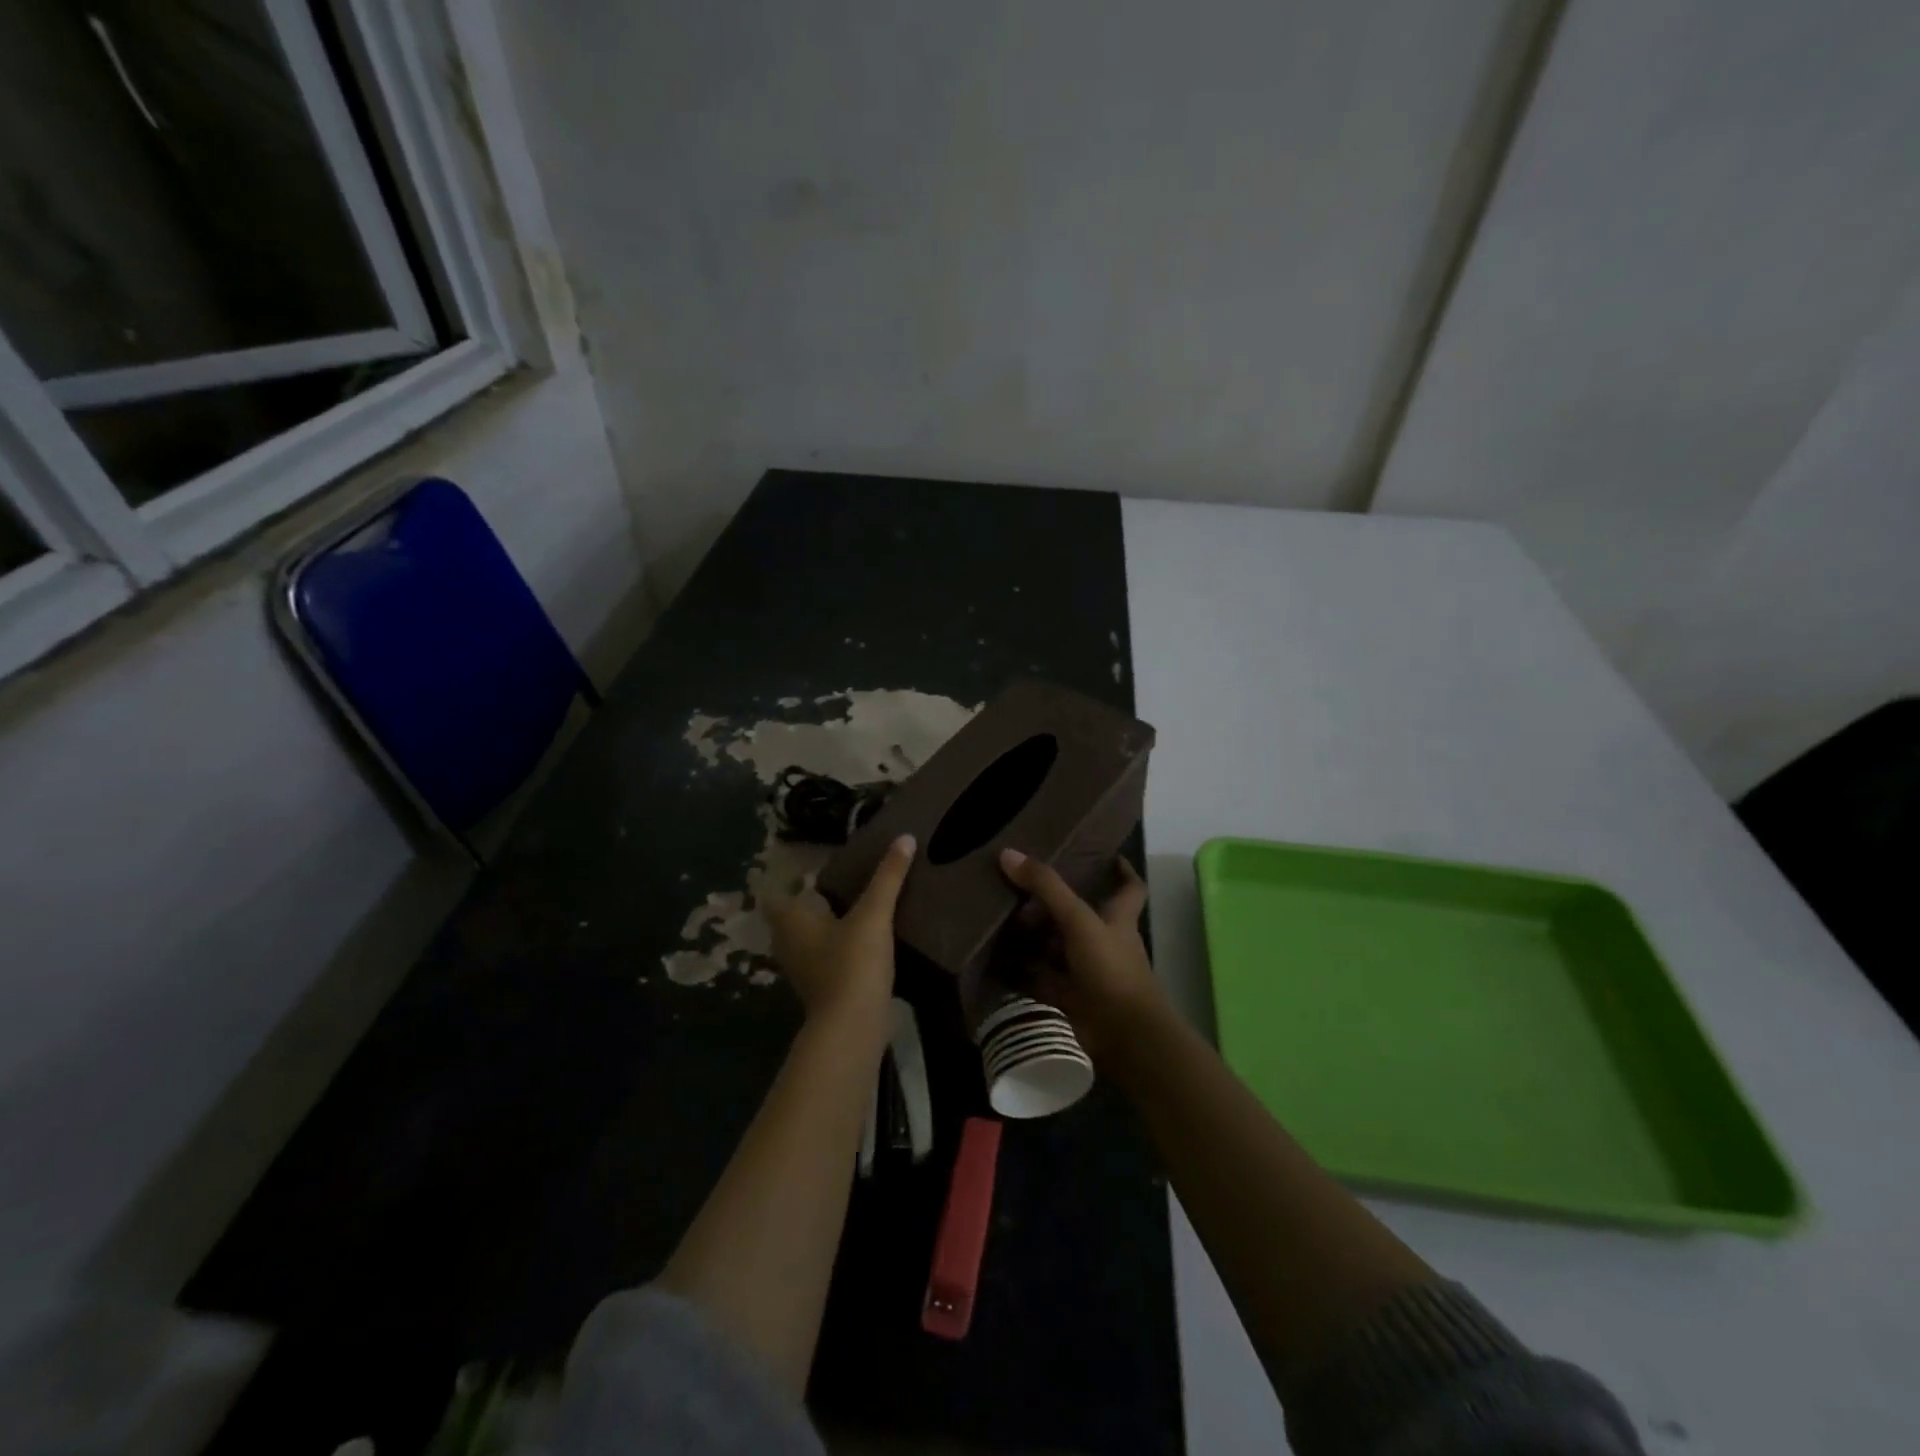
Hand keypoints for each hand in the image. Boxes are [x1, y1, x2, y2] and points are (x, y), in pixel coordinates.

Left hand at [766, 833, 915, 1030]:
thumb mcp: (873, 914)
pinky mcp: (820, 988)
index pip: (774, 894)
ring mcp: (802, 969)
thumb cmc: (852, 963)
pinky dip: (833, 947)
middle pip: (790, 916)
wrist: (852, 1027)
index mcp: (791, 920)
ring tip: (850, 907)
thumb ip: (888, 877)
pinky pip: (821, 957)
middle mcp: (788, 943)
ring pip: (805, 938)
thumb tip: (905, 837)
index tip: (806, 868)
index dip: (785, 880)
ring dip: (822, 925)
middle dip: (807, 901)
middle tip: (834, 882)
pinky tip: (858, 941)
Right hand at [998, 849, 1166, 1063]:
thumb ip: (1047, 887)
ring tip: (1003, 918)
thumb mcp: (1079, 920)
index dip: (1123, 871)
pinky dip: (1023, 972)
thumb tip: (1008, 854)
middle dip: (1057, 903)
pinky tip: (997, 961)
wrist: (1124, 1036)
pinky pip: (1043, 979)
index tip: (1108, 855)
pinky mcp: (1072, 998)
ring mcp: (1089, 972)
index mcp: (1119, 919)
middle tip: (1024, 886)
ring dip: (1036, 938)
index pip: (1130, 888)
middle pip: (1083, 916)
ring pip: (1060, 948)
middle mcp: (1106, 942)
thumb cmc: (1111, 969)